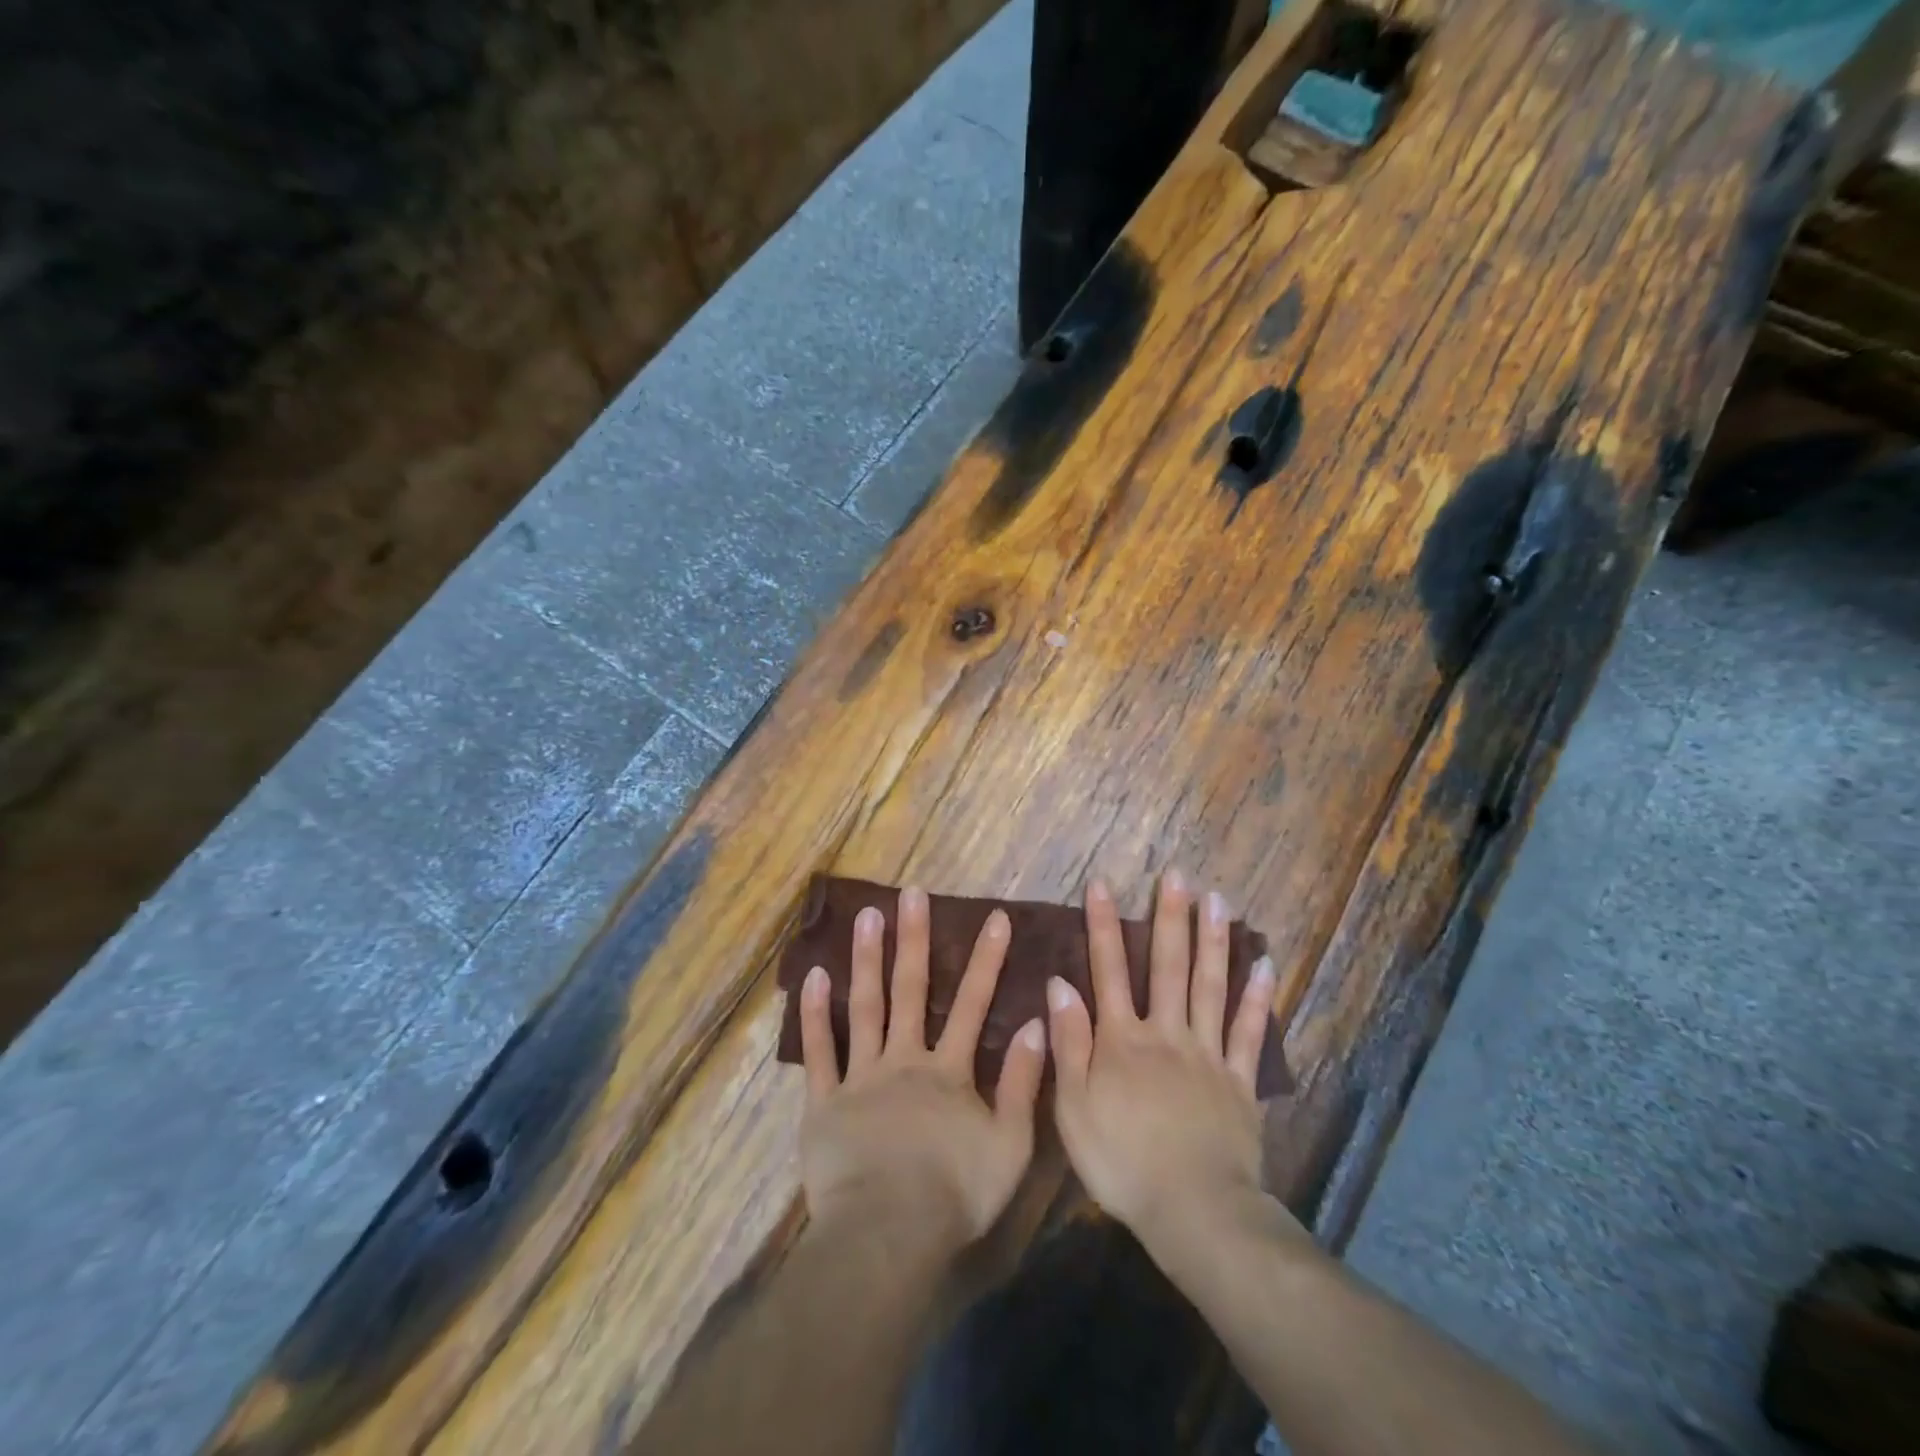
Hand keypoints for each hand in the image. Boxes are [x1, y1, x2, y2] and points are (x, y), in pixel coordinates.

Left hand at [796, 886, 1046, 1246]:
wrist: (888, 1234)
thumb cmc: (954, 1194)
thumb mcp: (1009, 1144)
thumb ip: (1023, 1083)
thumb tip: (1036, 1025)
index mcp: (948, 1072)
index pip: (973, 1004)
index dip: (986, 960)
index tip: (994, 917)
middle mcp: (904, 1060)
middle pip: (911, 990)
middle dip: (915, 939)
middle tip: (913, 894)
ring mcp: (861, 1077)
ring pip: (865, 1007)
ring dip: (867, 959)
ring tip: (866, 915)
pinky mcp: (824, 1102)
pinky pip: (819, 1052)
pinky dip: (815, 1014)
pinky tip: (812, 977)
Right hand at [1047, 873, 1277, 1250]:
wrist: (1192, 1209)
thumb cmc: (1121, 1161)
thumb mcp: (1073, 1106)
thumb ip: (1069, 1042)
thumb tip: (1060, 983)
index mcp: (1122, 1039)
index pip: (1110, 970)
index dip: (1103, 926)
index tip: (1101, 884)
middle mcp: (1166, 1033)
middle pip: (1169, 966)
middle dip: (1170, 917)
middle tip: (1177, 875)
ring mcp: (1208, 1054)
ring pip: (1211, 986)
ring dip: (1213, 940)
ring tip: (1218, 899)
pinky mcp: (1240, 1081)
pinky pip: (1249, 1032)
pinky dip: (1257, 997)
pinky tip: (1265, 964)